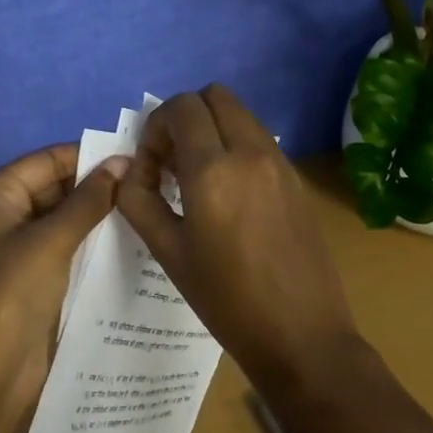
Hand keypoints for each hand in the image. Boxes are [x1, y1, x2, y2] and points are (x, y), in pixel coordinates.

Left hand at [0, 143, 128, 432]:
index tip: (136, 157)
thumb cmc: (12, 297)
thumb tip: (122, 162)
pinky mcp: (33, 272)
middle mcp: (2, 213)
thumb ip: (88, 200)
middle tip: (148, 184)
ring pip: (64, 215)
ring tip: (146, 206)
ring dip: (98, 212)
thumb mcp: (51, 241)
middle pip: (55, 185)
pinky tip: (128, 237)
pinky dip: (91, 238)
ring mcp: (17, 245)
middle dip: (96, 184)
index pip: (47, 160)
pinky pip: (65, 242)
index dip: (89, 157)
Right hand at [116, 85, 362, 396]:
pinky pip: (259, 139)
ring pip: (240, 114)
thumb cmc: (227, 300)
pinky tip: (229, 193)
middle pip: (214, 96)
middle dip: (185, 116)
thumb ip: (140, 201)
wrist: (303, 336)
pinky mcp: (297, 178)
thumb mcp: (169, 252)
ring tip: (198, 177)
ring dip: (212, 128)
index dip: (156, 126)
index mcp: (214, 170)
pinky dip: (236, 145)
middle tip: (172, 160)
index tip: (151, 164)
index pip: (181, 107)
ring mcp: (280, 162)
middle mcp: (251, 152)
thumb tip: (130, 172)